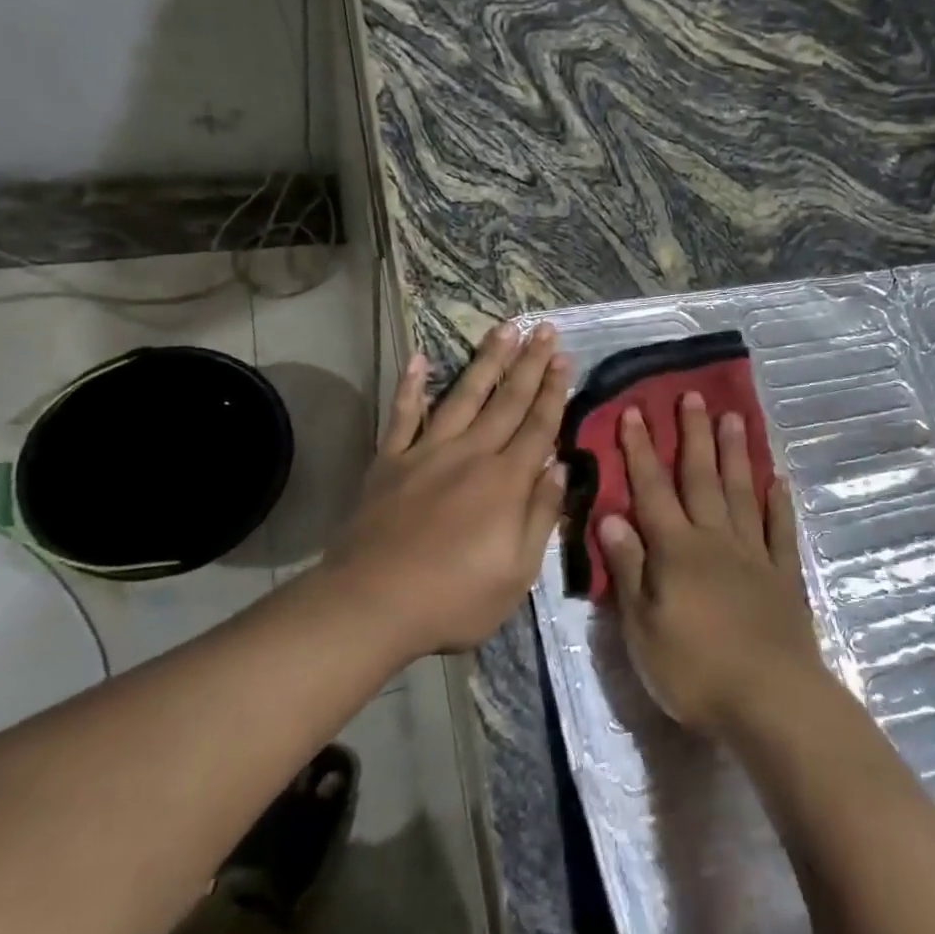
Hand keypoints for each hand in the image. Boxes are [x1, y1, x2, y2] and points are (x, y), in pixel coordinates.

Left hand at [326, 322, 570, 660]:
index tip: (563, 358)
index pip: (539, 426)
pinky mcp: (391, 462)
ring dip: (486, 360)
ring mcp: (427, 452)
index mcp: (506, 481)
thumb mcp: (518, 572)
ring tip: (504, 329)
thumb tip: (560, 467)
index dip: (553, 391)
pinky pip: (403, 415)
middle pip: (507, 400)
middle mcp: (471, 454)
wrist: (370, 604)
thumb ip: (541, 515)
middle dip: (529, 363)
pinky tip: (418, 359)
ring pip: (464, 395)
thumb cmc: (454, 597)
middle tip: (544, 329)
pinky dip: (410, 386)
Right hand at [599, 392, 828, 738]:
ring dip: (734, 454)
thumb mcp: (642, 626)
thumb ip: (628, 568)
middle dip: (692, 435)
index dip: (640, 450)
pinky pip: (780, 529)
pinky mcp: (784, 575)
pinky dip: (778, 503)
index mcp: (676, 550)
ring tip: (732, 417)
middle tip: (691, 395)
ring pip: (741, 492)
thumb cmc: (694, 669)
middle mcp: (715, 539)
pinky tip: (778, 480)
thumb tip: (611, 515)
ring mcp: (754, 554)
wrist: (770, 699)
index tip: (634, 412)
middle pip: (701, 478)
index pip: (652, 489)